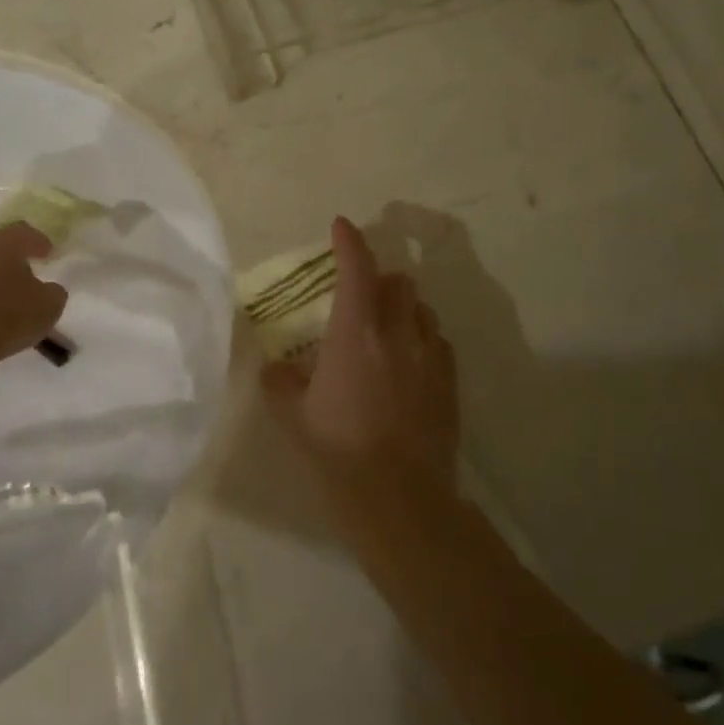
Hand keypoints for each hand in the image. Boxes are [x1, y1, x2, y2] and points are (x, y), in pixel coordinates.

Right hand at [262, 217, 458, 487]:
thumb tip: (274, 366)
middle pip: (399, 282)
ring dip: (404, 307)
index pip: (356, 269)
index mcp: (354, 333)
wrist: (399, 499)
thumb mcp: (293, 416)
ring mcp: (429, 357)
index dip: (349, 241)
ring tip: (388, 326)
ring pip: (423, 310)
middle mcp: (397, 334)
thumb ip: (280, 382)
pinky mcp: (449, 383)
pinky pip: (439, 343)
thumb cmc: (337, 451)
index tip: (341, 225)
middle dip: (380, 277)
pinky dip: (423, 338)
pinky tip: (411, 360)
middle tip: (362, 292)